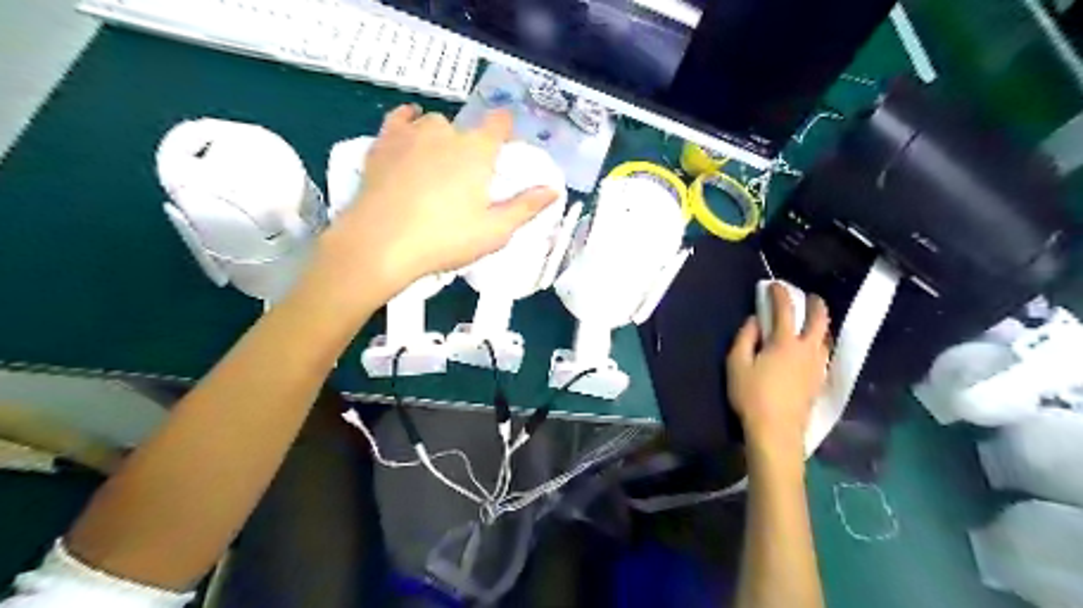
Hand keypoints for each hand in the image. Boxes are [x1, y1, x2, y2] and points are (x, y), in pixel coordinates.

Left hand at [314, 104, 561, 301]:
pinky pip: (399, 119)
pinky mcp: (383, 143)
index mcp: (477, 151)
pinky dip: (408, 121)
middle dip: (472, 147)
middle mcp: (446, 133)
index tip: (505, 149)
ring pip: (433, 124)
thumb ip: (526, 207)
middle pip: (466, 129)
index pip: (499, 123)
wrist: (380, 244)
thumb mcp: (495, 231)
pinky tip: (410, 129)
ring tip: (438, 163)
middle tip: (468, 178)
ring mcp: (411, 134)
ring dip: (441, 137)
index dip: (505, 131)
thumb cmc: (445, 239)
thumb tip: (554, 190)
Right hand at [727, 283, 831, 465]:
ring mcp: (816, 366)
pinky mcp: (819, 381)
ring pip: (826, 337)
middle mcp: (807, 350)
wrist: (776, 431)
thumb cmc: (752, 396)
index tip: (775, 285)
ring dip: (821, 324)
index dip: (780, 294)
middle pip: (819, 320)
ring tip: (814, 321)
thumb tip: (755, 321)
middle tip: (810, 297)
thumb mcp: (737, 364)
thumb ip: (745, 338)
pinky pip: (825, 353)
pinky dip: (821, 342)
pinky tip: (814, 348)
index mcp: (785, 342)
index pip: (786, 310)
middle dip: (815, 304)